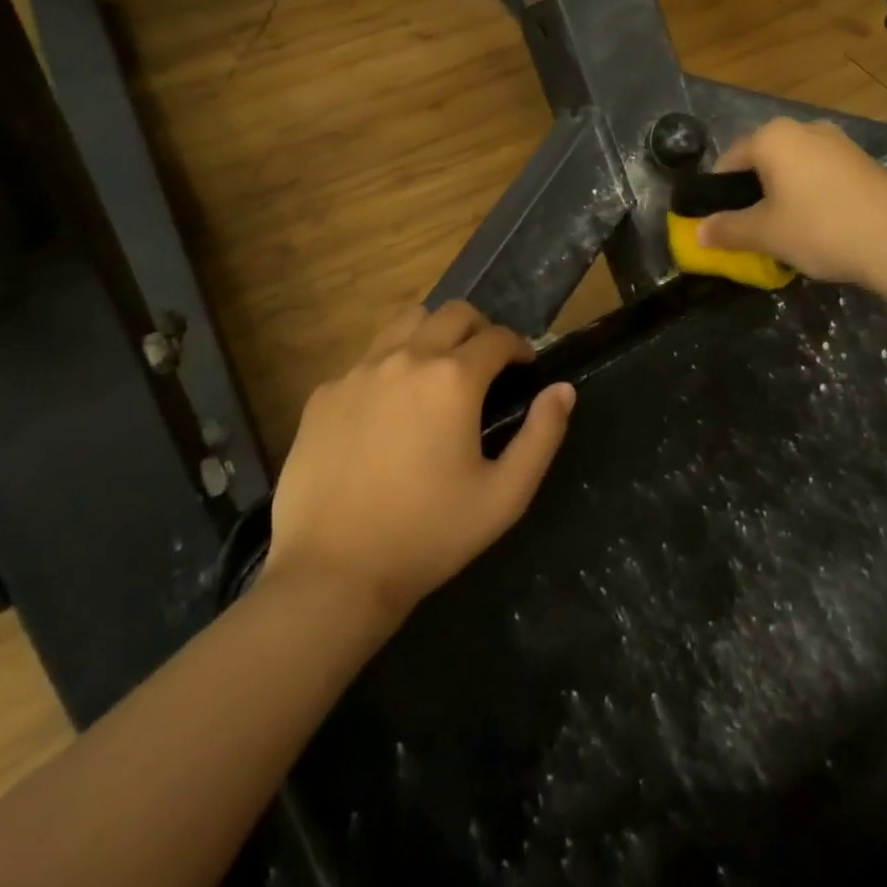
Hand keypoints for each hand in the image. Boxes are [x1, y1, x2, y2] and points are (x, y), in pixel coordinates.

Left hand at [262, 302, 574, 621]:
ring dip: (431, 335)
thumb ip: (542, 435)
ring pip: (405, 323)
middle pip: (453, 313)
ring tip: (435, 375)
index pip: (498, 337)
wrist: (333, 573)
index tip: (523, 369)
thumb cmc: (429, 535)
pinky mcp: (324, 393)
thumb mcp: (505, 496)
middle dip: (479, 330)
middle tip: (484, 367)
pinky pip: (365, 360)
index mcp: (453, 379)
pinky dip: (388, 368)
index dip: (519, 348)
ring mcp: (359, 372)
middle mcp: (406, 358)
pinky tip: (386, 413)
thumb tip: (562, 389)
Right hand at [697, 118, 886, 285]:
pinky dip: (811, 195)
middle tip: (752, 228)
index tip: (719, 222)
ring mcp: (838, 142)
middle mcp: (804, 129)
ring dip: (783, 194)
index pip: (729, 160)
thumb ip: (728, 230)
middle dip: (752, 192)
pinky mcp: (863, 161)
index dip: (718, 192)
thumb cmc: (820, 228)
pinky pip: (821, 174)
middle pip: (763, 161)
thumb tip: (698, 233)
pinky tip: (820, 225)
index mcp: (773, 137)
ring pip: (794, 167)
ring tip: (786, 230)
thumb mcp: (766, 234)